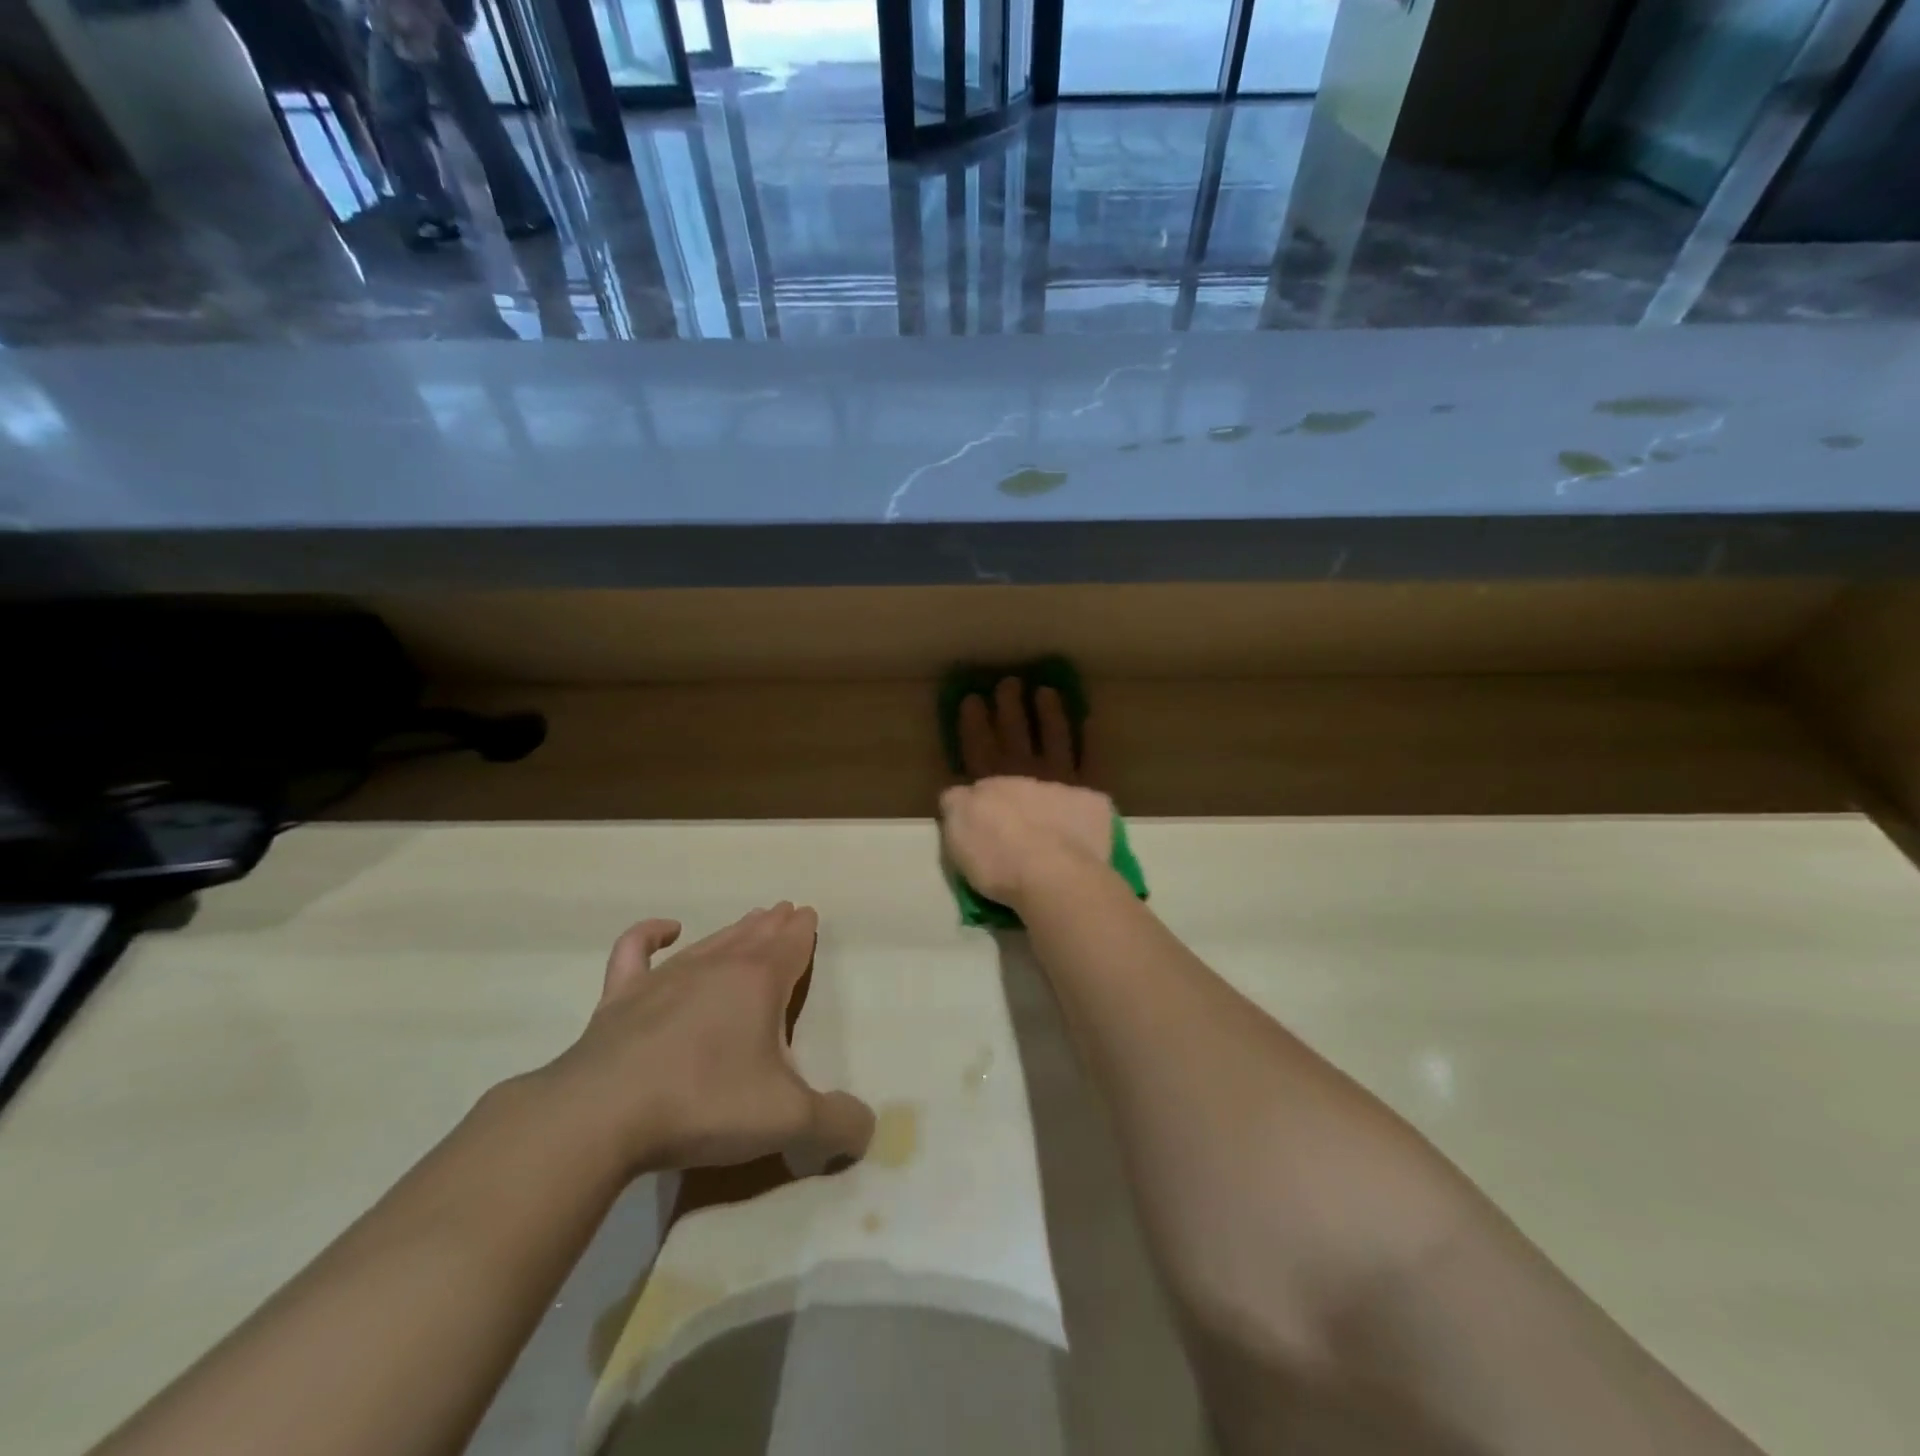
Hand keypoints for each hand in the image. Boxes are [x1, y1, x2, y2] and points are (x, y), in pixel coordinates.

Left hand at [546, 905, 874, 1177]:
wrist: (602, 1115)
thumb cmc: (705, 1104)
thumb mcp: (787, 1121)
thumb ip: (836, 1123)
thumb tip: (868, 1127)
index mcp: (760, 982)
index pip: (791, 944)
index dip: (804, 931)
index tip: (808, 914)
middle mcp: (717, 966)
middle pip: (754, 936)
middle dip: (774, 924)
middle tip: (786, 911)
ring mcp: (665, 977)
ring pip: (710, 940)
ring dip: (734, 929)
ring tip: (751, 919)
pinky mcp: (620, 996)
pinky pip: (636, 950)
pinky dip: (650, 934)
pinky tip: (666, 929)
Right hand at [940, 677, 1115, 906]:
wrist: (1053, 873)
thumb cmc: (999, 860)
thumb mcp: (958, 837)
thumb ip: (955, 807)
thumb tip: (955, 791)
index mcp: (987, 783)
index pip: (977, 745)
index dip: (973, 722)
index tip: (972, 698)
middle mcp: (1023, 772)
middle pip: (1014, 732)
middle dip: (1009, 707)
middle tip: (1009, 682)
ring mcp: (1059, 778)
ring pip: (1053, 736)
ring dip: (1049, 713)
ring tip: (1047, 691)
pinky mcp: (1090, 792)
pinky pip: (1091, 759)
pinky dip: (1090, 740)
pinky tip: (1090, 723)